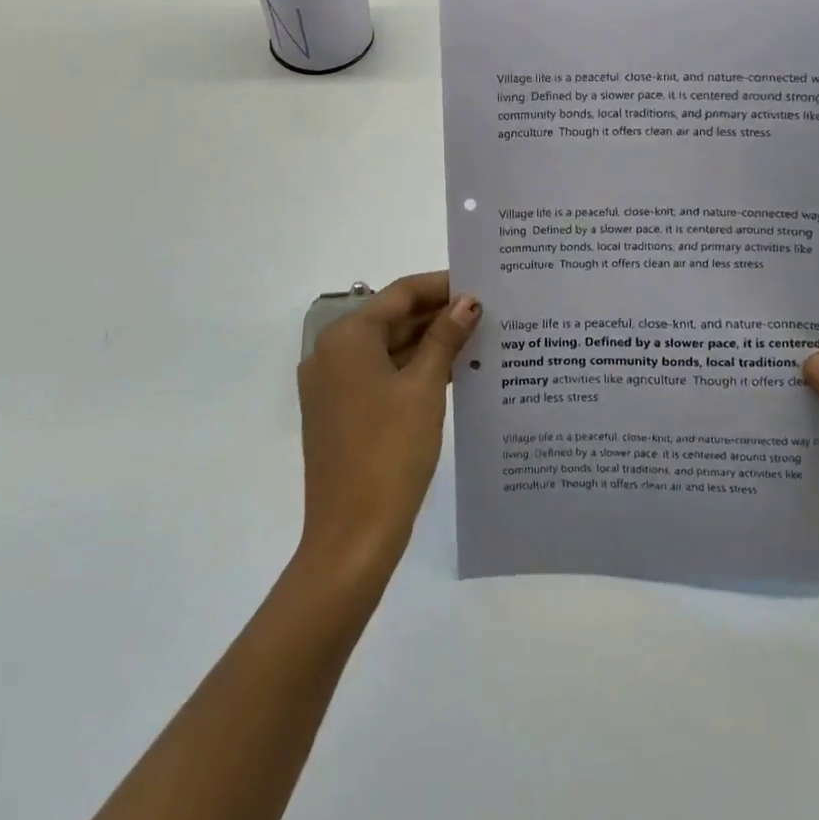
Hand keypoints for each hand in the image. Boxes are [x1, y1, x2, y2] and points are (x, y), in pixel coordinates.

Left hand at [294, 272, 478, 591]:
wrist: (351, 535)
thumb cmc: (390, 451)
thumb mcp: (424, 388)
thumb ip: (445, 338)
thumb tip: (468, 302)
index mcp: (347, 337)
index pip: (400, 294)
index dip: (441, 286)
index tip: (480, 284)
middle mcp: (332, 353)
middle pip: (392, 319)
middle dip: (438, 316)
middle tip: (487, 313)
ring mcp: (333, 386)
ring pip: (387, 349)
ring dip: (428, 344)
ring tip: (478, 340)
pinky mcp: (340, 413)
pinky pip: (380, 376)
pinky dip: (412, 370)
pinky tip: (452, 373)